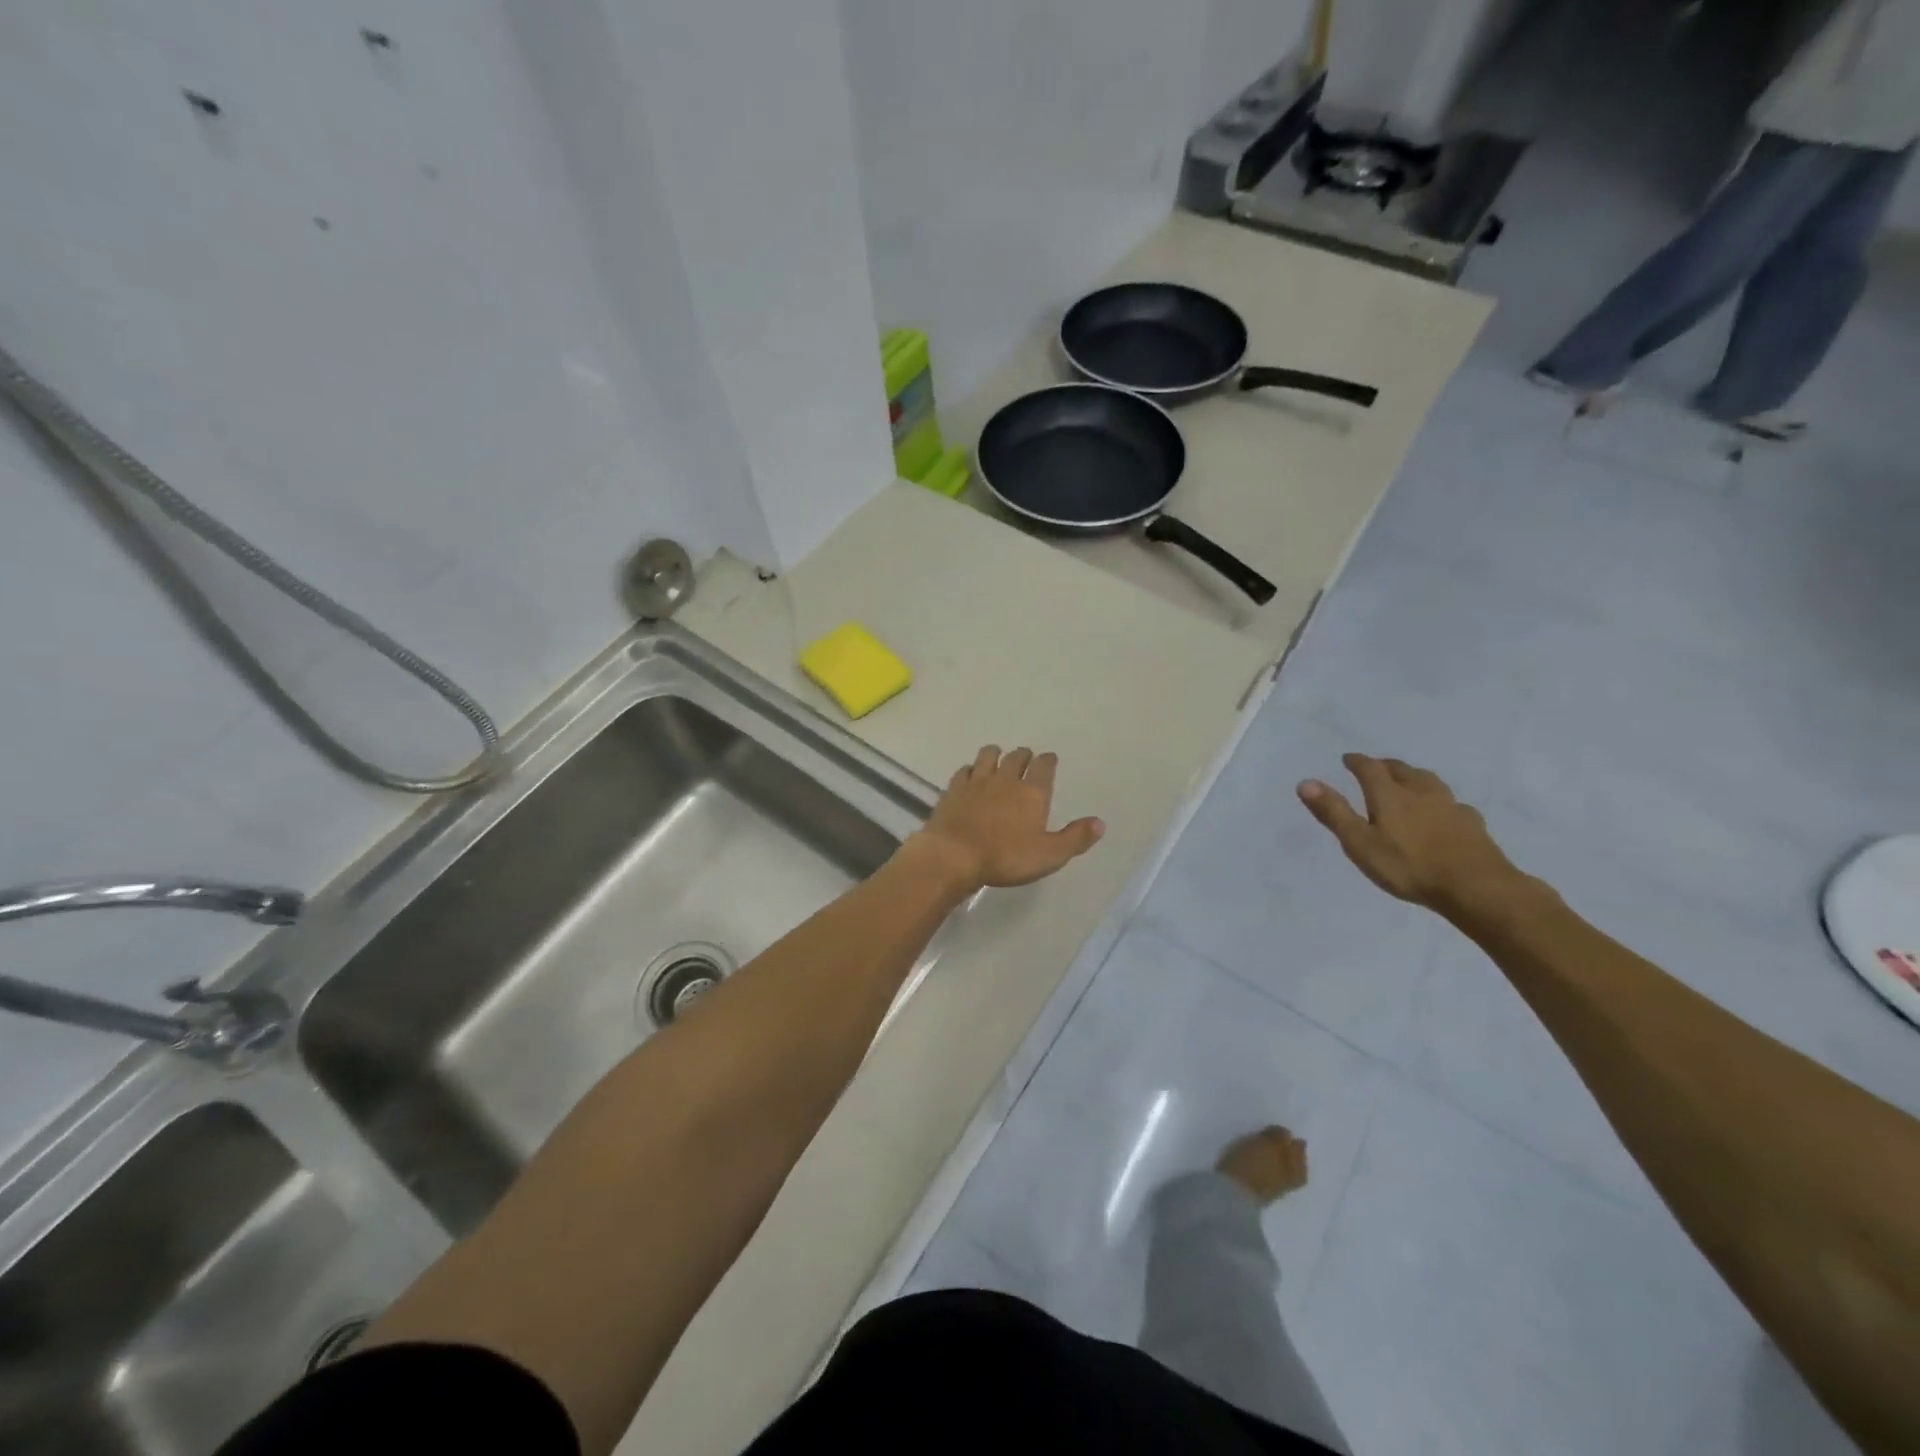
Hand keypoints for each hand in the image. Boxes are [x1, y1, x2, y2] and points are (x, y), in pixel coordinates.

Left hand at [910, 746, 1104, 891]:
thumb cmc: (1006, 857)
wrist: (954, 855)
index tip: (1049, 759)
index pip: (1044, 766)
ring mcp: (977, 781)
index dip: (1048, 761)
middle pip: (1017, 757)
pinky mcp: (953, 789)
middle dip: (1024, 755)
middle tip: (1026, 758)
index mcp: (1032, 792)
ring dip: (996, 754)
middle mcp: (1006, 779)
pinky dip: (970, 770)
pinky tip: (970, 775)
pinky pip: (964, 770)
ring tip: (998, 758)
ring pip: (988, 755)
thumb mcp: (1049, 855)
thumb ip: (1075, 838)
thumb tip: (1100, 822)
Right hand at [1296, 753, 1526, 919]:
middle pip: (1401, 769)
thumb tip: (1305, 782)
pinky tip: (1444, 811)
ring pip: (1429, 781)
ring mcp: (1450, 806)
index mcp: (1390, 795)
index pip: (1370, 768)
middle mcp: (1420, 792)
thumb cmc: (1409, 866)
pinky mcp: (1472, 823)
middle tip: (1375, 766)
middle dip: (1385, 765)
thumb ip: (1334, 813)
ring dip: (1414, 776)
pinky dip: (1441, 801)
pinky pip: (1453, 803)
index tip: (1347, 758)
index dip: (1357, 761)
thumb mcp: (1360, 843)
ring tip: (1408, 780)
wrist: (1476, 887)